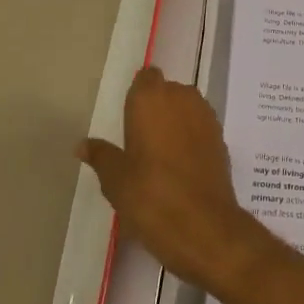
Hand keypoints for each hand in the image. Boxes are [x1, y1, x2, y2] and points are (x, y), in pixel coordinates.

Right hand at [78, 67, 275, 294]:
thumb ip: (101, 155)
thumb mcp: (115, 179)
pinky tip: (179, 166)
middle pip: (167, 92)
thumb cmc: (150, 196)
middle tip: (139, 141)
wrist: (204, 226)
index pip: (145, 78)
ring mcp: (206, 117)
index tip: (128, 118)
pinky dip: (191, 138)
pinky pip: (200, 128)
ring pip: (186, 108)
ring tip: (158, 156)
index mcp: (151, 99)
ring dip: (175, 122)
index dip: (138, 94)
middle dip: (156, 109)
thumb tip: (82, 144)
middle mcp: (182, 97)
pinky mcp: (221, 138)